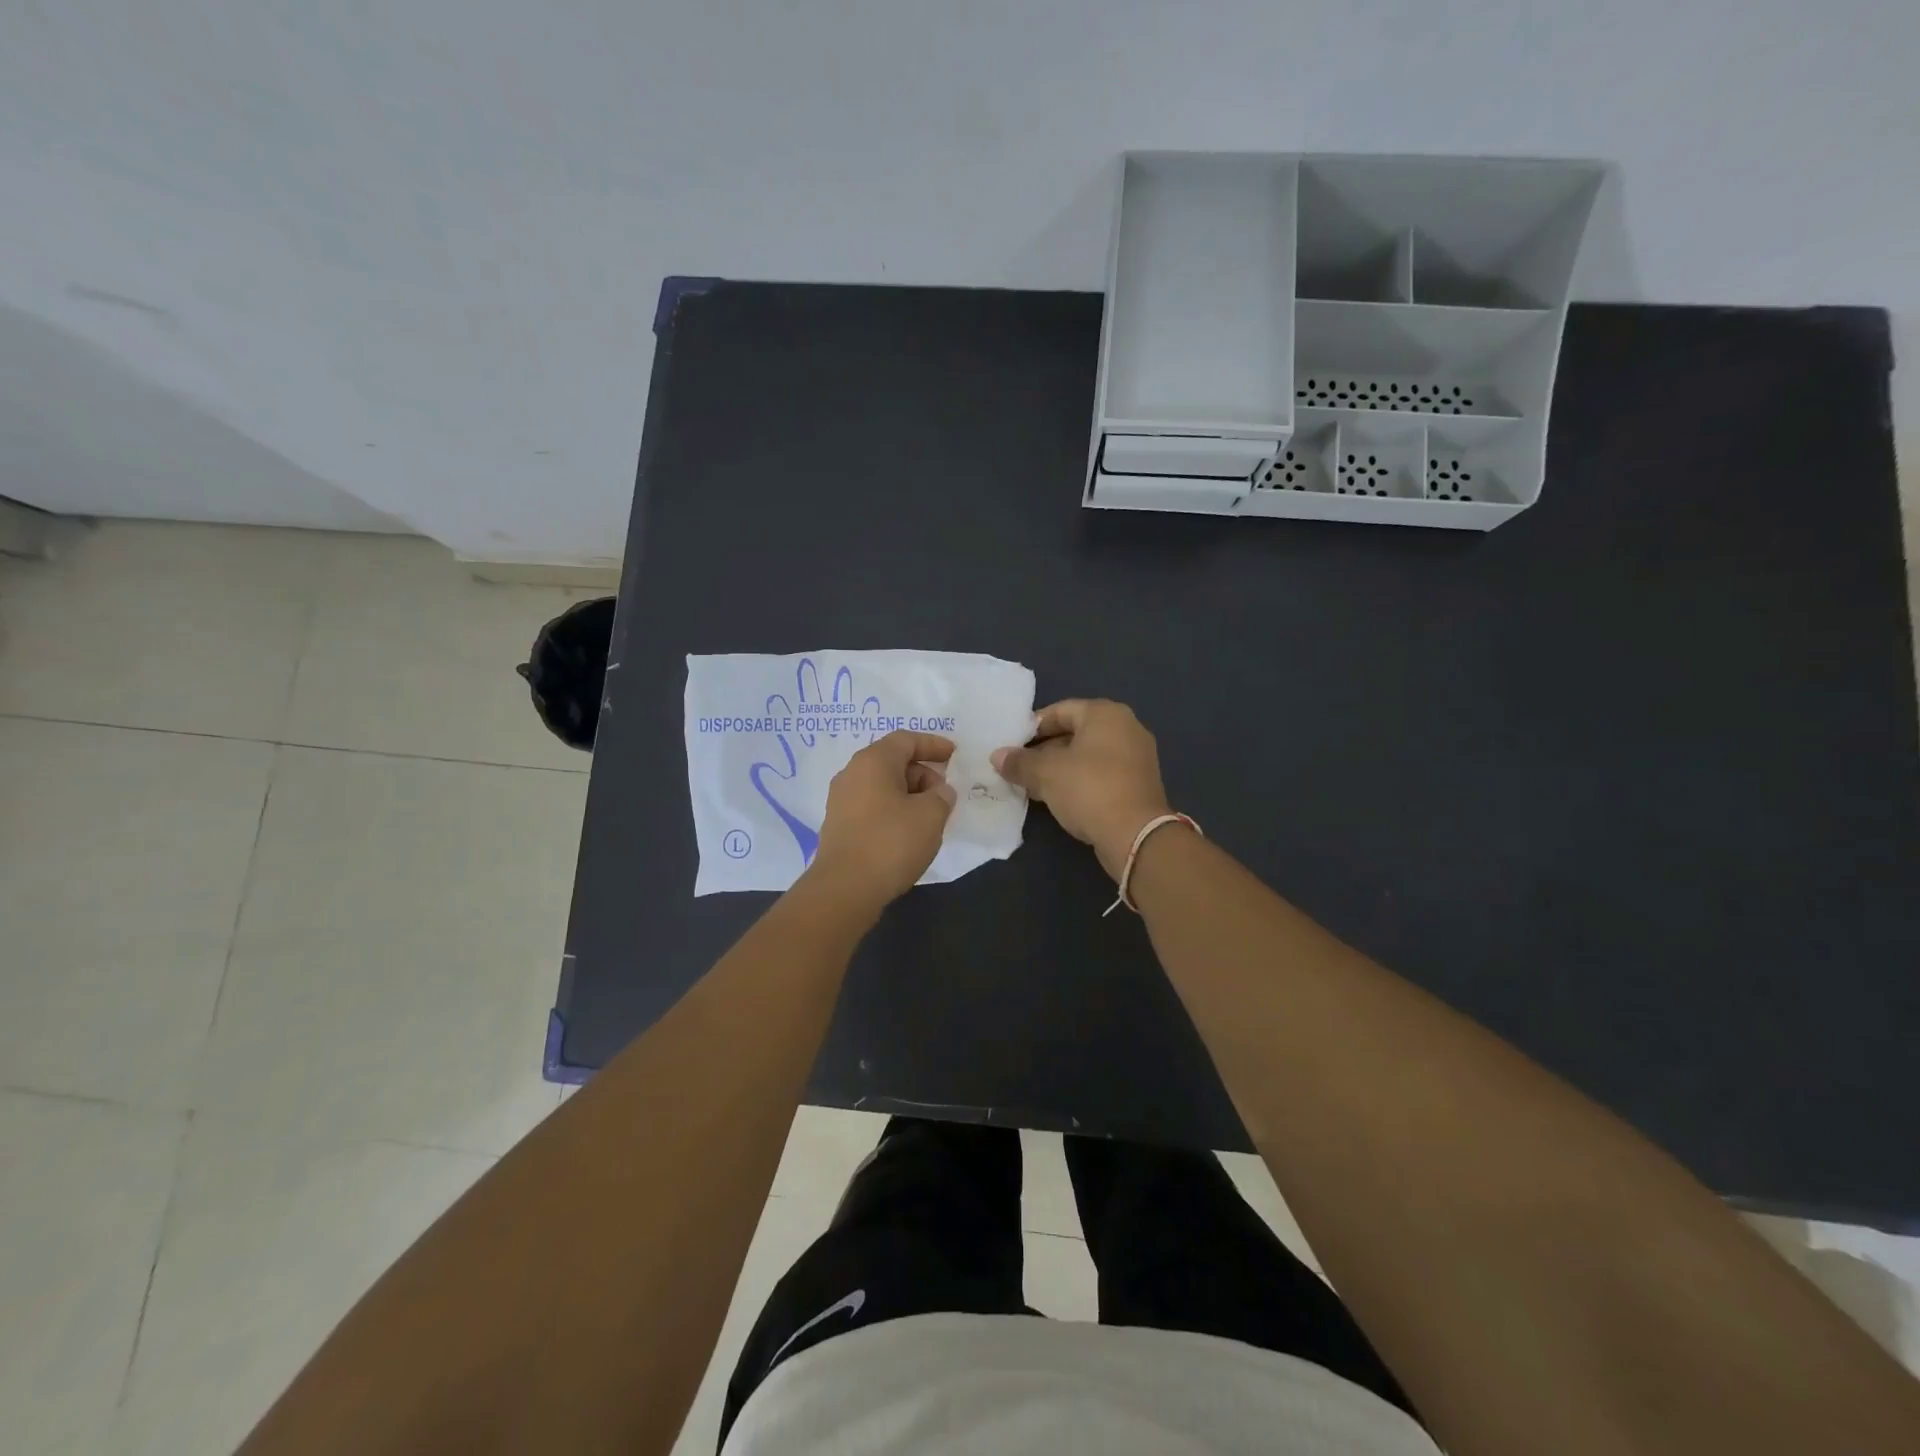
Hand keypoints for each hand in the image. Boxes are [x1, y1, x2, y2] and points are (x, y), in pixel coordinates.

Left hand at [804, 731, 956, 910]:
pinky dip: (894, 810)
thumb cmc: (891, 843)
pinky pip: (872, 805)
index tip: (954, 755)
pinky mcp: (839, 825)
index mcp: (873, 761)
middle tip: (944, 794)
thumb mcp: (931, 815)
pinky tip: (908, 832)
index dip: (933, 744)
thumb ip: (942, 796)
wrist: (845, 889)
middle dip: (923, 773)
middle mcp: (852, 773)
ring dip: (909, 794)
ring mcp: (841, 800)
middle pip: (893, 761)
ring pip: (882, 785)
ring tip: (931, 816)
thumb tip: (938, 792)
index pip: (906, 739)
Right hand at [992, 700, 1171, 879]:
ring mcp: (1136, 756)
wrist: (1136, 835)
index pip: (1060, 710)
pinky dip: (1079, 781)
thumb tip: (998, 756)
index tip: (1011, 745)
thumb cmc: (1089, 790)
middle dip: (1044, 749)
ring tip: (1032, 784)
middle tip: (1018, 766)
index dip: (1032, 727)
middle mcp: (1126, 727)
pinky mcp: (1139, 783)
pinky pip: (1101, 773)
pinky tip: (1058, 798)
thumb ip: (1020, 762)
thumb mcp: (1046, 773)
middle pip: (1075, 732)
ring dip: (1060, 768)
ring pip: (1087, 755)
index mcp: (1106, 714)